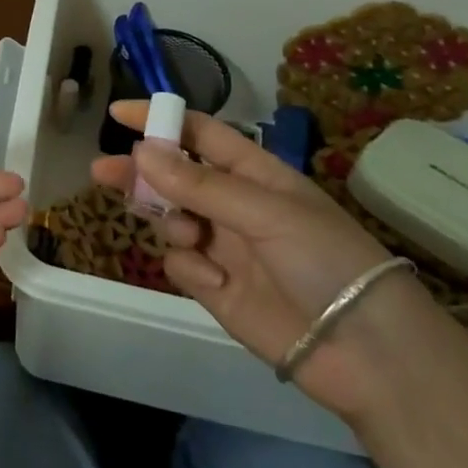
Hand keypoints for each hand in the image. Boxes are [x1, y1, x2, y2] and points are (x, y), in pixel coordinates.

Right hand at [93, 101, 437, 417]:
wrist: (365, 353)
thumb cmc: (325, 259)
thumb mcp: (265, 211)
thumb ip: (199, 184)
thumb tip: (141, 151)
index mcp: (255, 174)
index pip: (200, 135)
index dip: (161, 121)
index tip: (118, 114)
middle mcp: (235, 205)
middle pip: (174, 176)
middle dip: (140, 173)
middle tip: (101, 171)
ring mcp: (224, 247)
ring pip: (170, 218)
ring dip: (168, 220)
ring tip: (188, 235)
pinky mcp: (216, 288)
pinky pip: (180, 263)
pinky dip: (188, 268)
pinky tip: (215, 282)